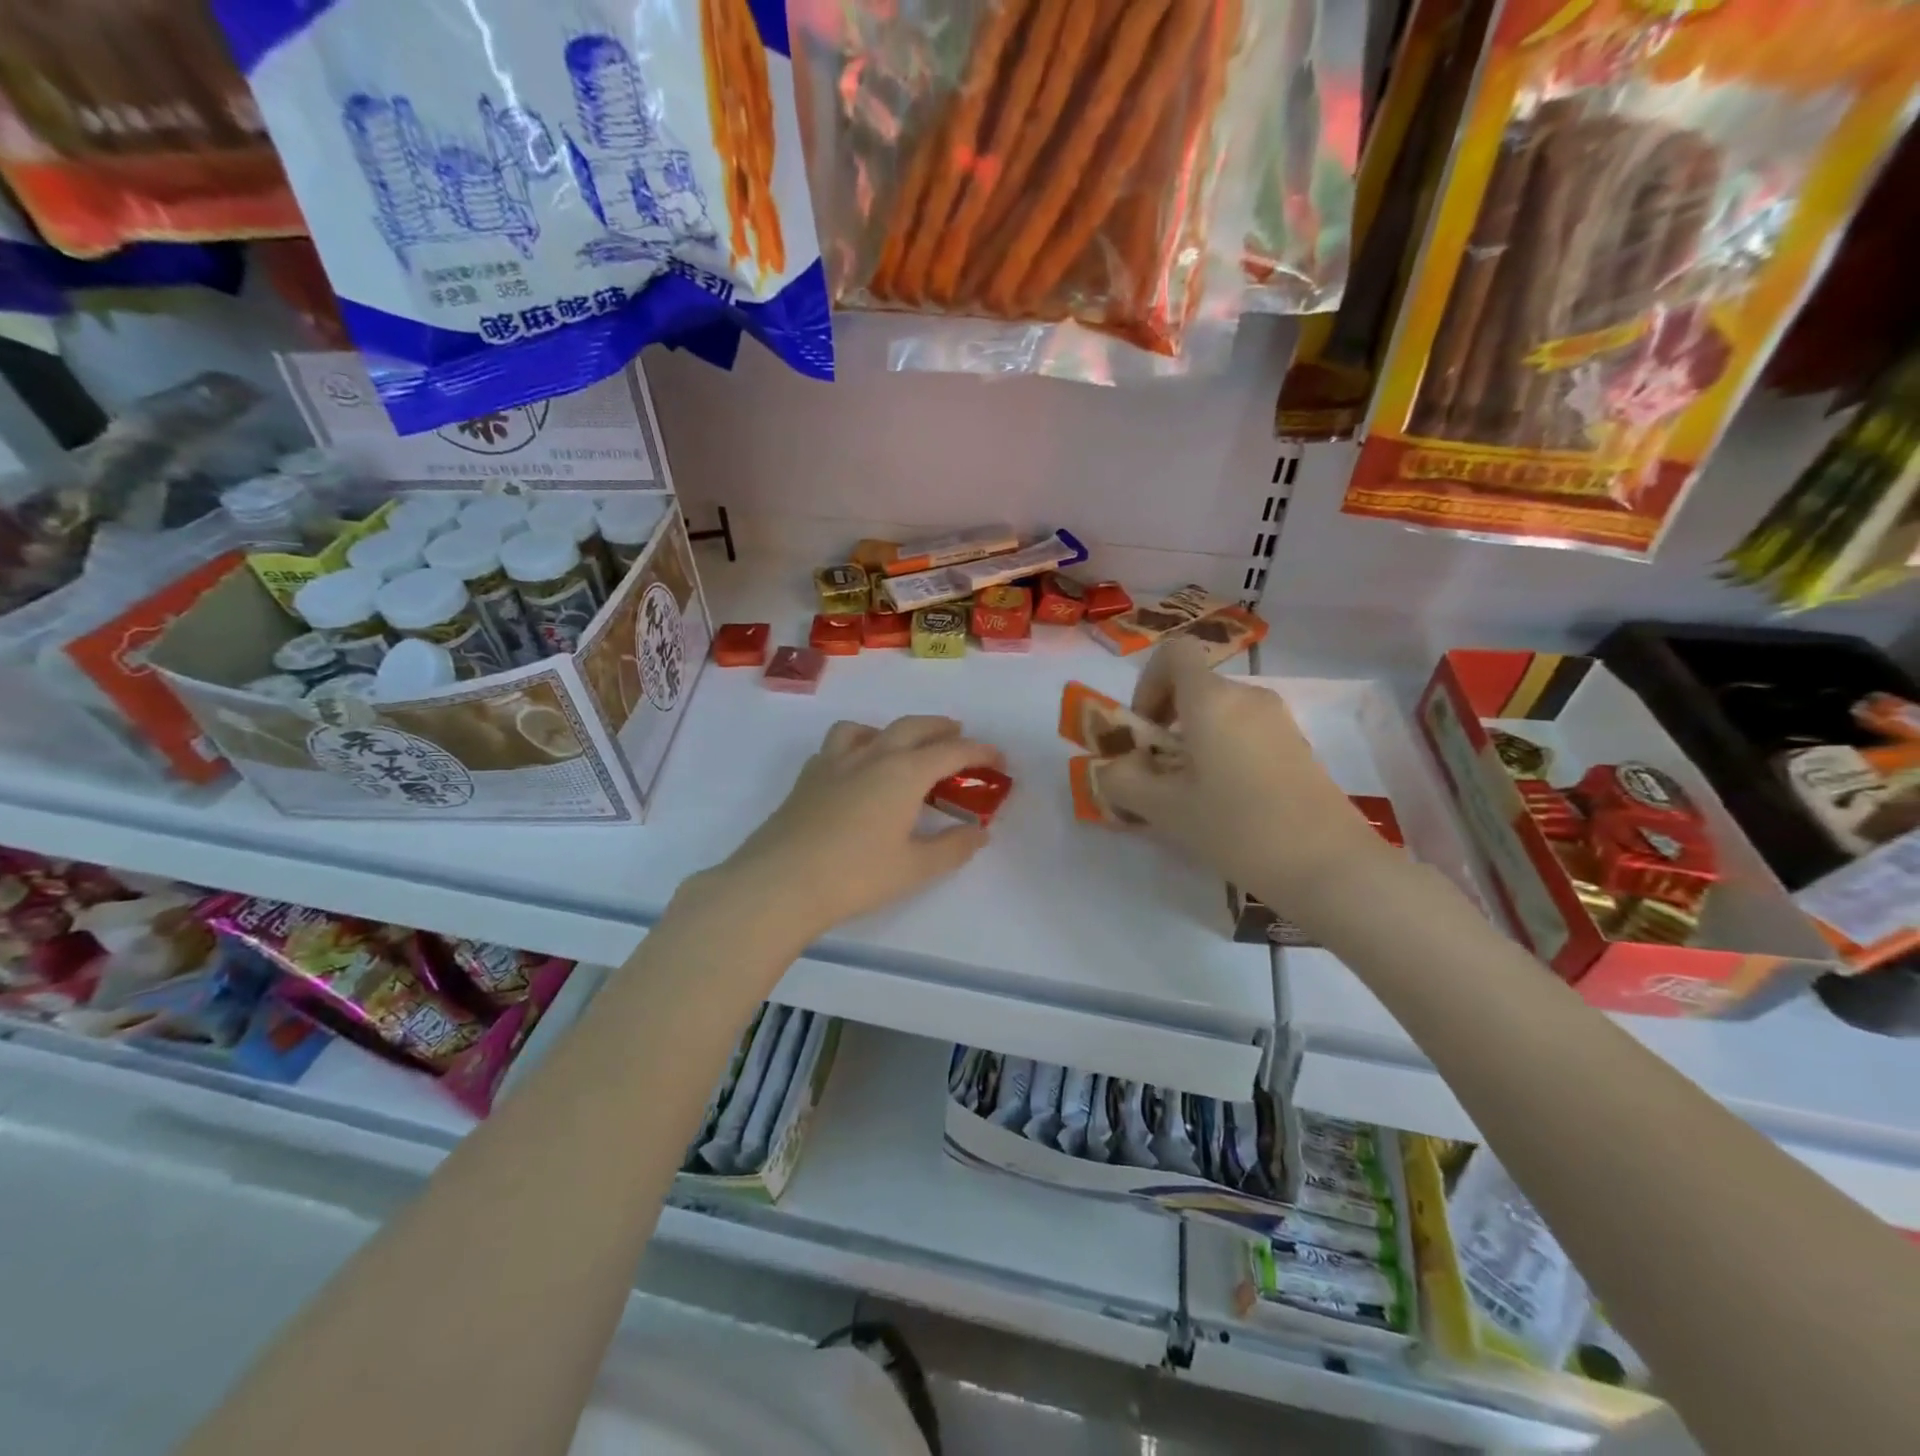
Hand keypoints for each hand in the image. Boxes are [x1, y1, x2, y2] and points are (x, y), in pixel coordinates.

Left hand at [704, 716, 1002, 944]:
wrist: (780, 882)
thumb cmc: (855, 876)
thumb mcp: (914, 868)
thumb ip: (952, 847)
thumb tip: (979, 832)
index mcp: (903, 773)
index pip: (950, 751)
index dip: (978, 751)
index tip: (997, 757)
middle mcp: (871, 756)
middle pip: (912, 727)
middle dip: (940, 728)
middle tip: (959, 735)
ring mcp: (834, 763)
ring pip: (868, 728)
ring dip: (893, 730)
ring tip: (902, 746)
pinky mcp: (808, 777)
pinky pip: (838, 745)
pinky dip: (857, 745)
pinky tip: (856, 769)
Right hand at [1099, 639, 1391, 909]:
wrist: (1329, 866)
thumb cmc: (1237, 828)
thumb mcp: (1164, 809)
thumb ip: (1123, 782)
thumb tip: (1111, 769)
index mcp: (1212, 699)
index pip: (1173, 653)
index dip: (1147, 683)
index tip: (1144, 730)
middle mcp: (1248, 697)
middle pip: (1195, 687)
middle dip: (1166, 721)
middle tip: (1158, 772)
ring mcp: (1278, 720)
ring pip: (1220, 713)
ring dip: (1193, 740)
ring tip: (1189, 793)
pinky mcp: (1297, 746)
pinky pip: (1245, 732)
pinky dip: (1223, 751)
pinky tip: (1226, 801)